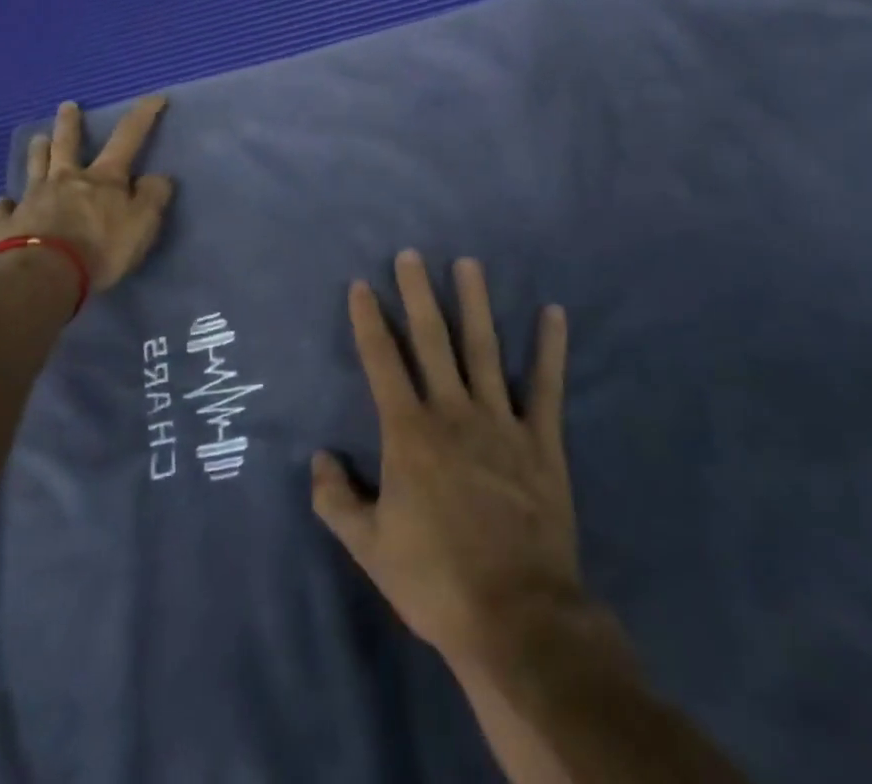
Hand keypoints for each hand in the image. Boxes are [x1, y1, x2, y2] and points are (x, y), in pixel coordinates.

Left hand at [0, 97, 175, 292]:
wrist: (44, 274)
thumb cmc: (100, 248)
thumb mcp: (142, 224)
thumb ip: (153, 198)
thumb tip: (157, 177)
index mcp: (103, 178)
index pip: (128, 138)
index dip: (142, 116)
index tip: (154, 97)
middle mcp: (67, 180)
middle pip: (67, 145)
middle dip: (70, 123)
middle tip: (67, 106)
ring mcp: (34, 199)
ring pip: (35, 167)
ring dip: (38, 152)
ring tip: (37, 139)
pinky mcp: (9, 224)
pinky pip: (6, 209)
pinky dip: (6, 204)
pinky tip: (3, 201)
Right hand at [312, 251, 577, 669]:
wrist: (516, 618)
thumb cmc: (436, 580)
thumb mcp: (370, 547)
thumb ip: (337, 500)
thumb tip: (319, 457)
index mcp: (409, 432)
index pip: (382, 362)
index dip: (370, 321)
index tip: (363, 285)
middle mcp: (452, 412)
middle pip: (432, 340)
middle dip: (418, 294)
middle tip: (411, 254)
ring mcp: (501, 421)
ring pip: (484, 348)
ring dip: (475, 303)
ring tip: (469, 263)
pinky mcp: (541, 440)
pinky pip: (546, 385)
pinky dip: (550, 348)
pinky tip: (553, 312)